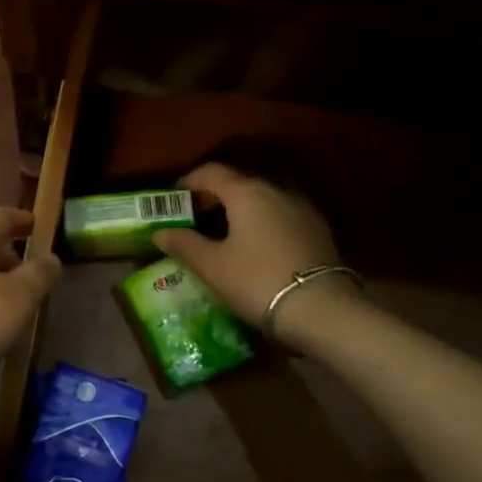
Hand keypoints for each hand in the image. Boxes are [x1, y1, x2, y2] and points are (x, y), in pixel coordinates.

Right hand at [152, 164, 357, 347]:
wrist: (322, 309)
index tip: (173, 199)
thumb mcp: (211, 266)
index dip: (189, 182)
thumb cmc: (256, 281)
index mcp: (246, 192)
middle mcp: (275, 190)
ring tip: (223, 234)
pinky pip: (280, 215)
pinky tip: (255, 247)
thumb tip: (159, 232)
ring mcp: (301, 208)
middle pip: (238, 183)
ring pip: (262, 199)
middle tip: (194, 218)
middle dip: (213, 196)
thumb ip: (183, 244)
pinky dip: (261, 222)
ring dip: (240, 210)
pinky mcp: (318, 229)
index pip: (211, 172)